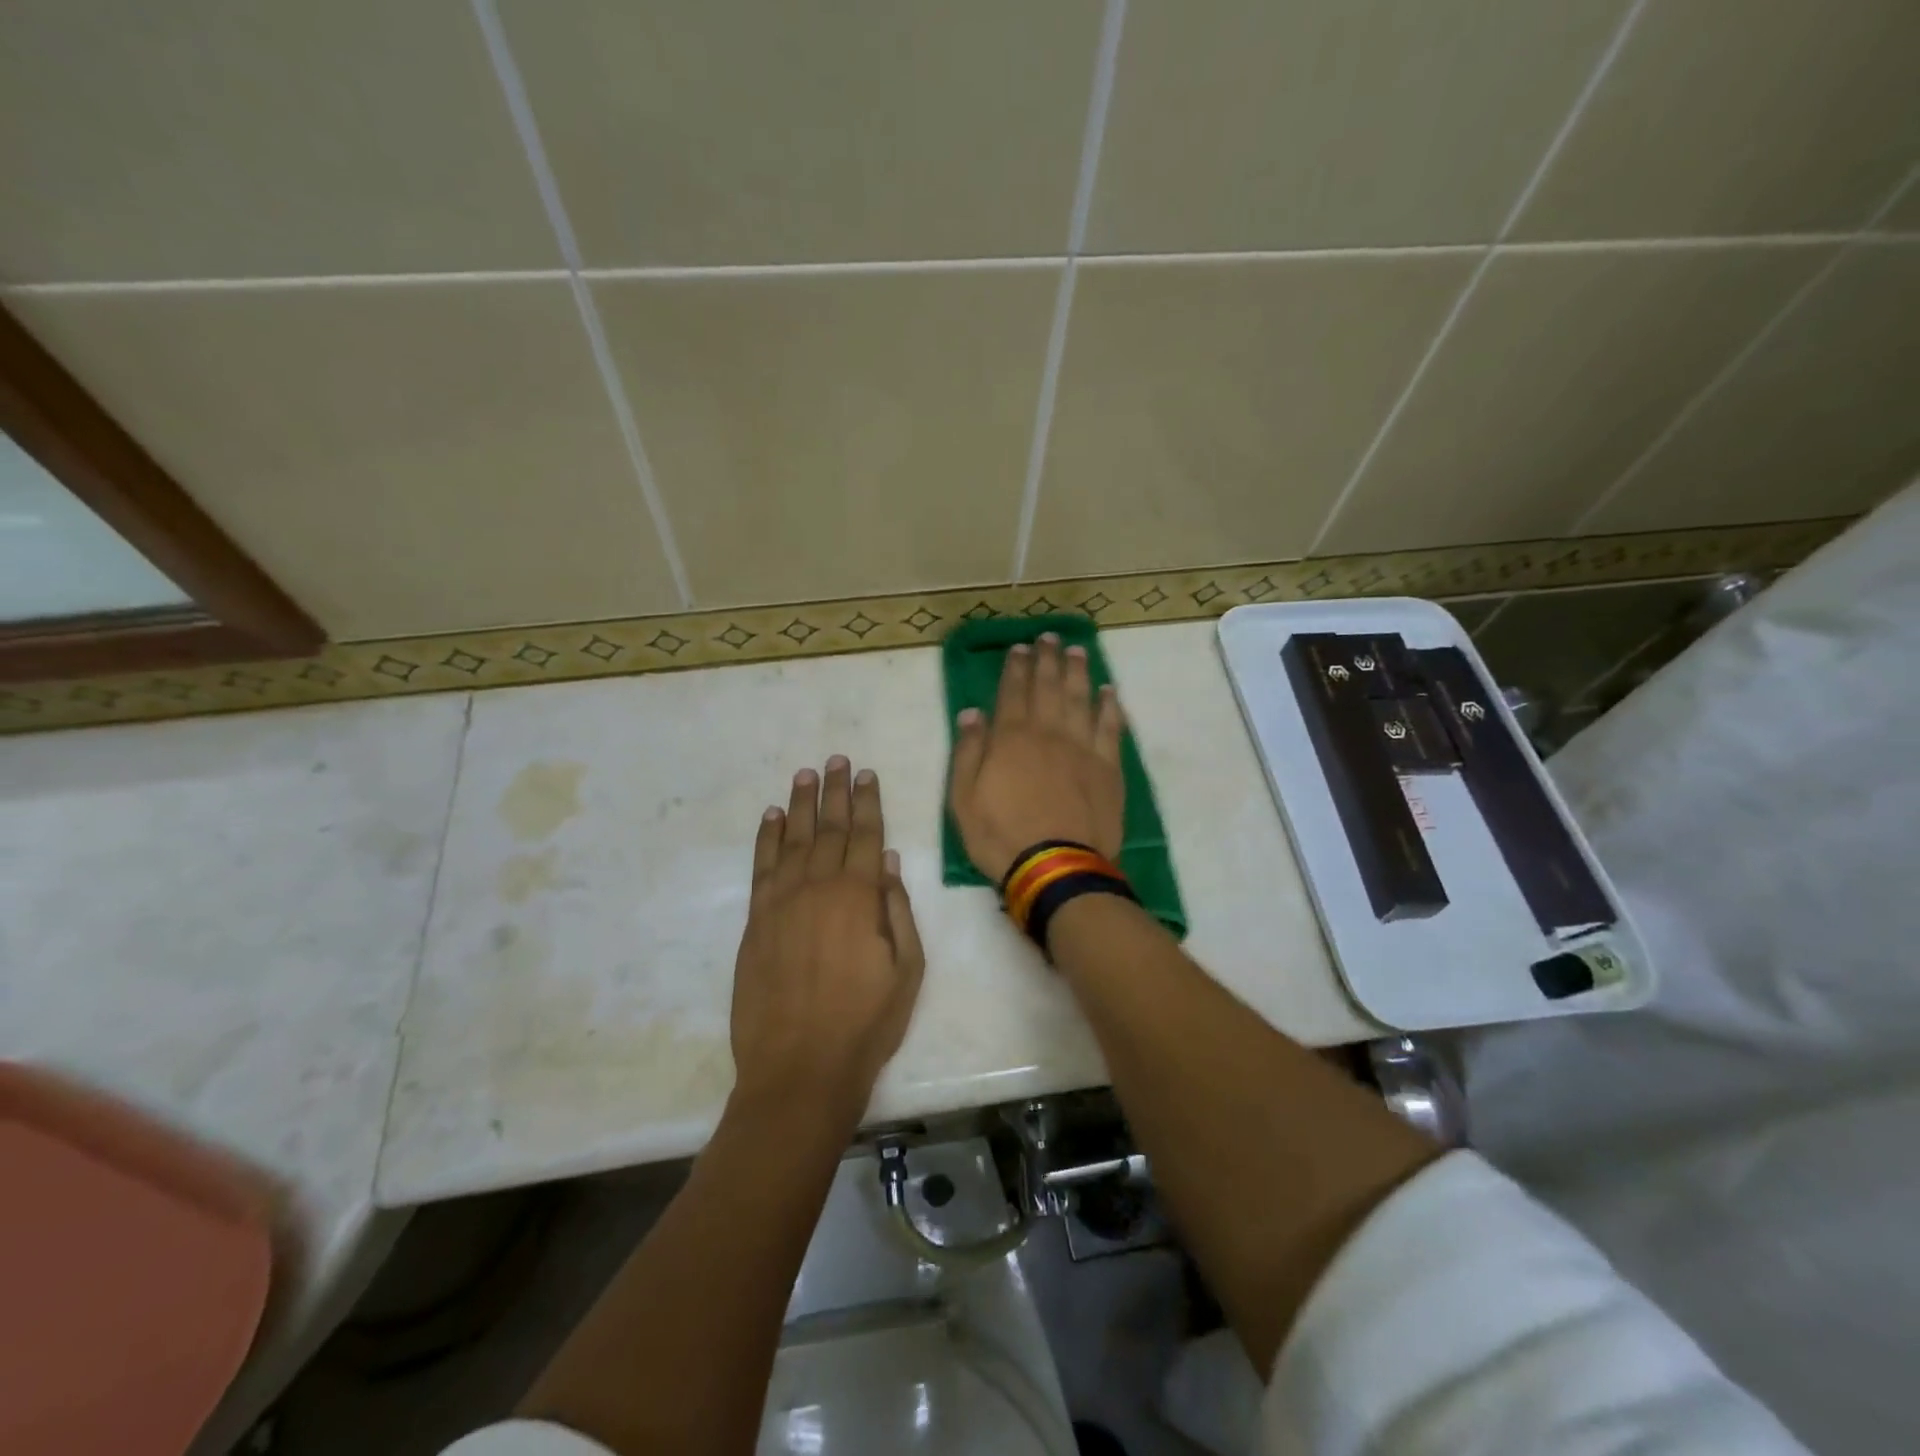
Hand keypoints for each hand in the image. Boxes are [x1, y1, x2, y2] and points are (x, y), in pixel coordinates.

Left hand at [730, 757, 925, 1121]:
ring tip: (805, 774)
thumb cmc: (866, 1023)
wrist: (800, 1068)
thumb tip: (889, 861)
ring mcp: (782, 902)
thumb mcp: (907, 970)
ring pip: (793, 839)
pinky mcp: (756, 921)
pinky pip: (762, 867)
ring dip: (800, 804)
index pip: (865, 835)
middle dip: (835, 792)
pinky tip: (771, 817)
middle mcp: (819, 887)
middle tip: (836, 759)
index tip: (865, 773)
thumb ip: (897, 910)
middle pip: (829, 828)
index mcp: (859, 896)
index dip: (867, 802)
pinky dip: (766, 838)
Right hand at [949, 632, 1125, 883]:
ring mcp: (1083, 749)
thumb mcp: (964, 798)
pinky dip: (1110, 707)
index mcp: (1012, 738)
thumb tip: (972, 713)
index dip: (1016, 667)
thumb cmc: (1001, 836)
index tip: (1020, 648)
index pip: (1013, 692)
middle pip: (1049, 687)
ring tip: (1077, 650)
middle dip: (1048, 659)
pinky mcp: (1108, 768)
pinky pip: (1111, 728)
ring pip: (1081, 699)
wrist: (1056, 867)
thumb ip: (968, 752)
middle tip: (1049, 637)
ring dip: (1079, 672)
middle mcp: (1049, 733)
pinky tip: (1110, 692)